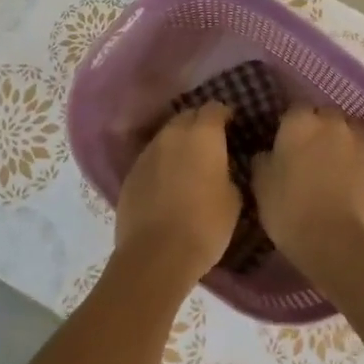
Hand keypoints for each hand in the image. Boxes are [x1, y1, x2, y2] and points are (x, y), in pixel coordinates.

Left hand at [110, 104, 241, 291]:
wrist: (156, 255)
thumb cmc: (205, 225)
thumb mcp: (233, 199)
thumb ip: (227, 173)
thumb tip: (221, 169)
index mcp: (203, 135)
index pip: (214, 108)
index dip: (224, 114)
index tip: (232, 125)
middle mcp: (172, 135)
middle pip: (187, 116)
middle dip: (199, 124)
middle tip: (211, 143)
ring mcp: (147, 153)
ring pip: (166, 136)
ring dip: (178, 143)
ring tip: (188, 163)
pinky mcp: (130, 174)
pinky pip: (151, 159)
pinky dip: (161, 163)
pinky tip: (167, 182)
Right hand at [251, 107, 363, 272]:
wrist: (334, 240)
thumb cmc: (288, 208)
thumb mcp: (260, 183)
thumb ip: (263, 159)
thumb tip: (268, 152)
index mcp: (300, 121)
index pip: (294, 108)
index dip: (289, 123)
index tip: (283, 140)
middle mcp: (332, 123)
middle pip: (325, 114)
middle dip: (317, 126)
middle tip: (306, 149)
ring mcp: (357, 142)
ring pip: (348, 129)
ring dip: (339, 138)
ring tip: (330, 160)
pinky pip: (361, 152)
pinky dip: (353, 159)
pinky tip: (345, 177)